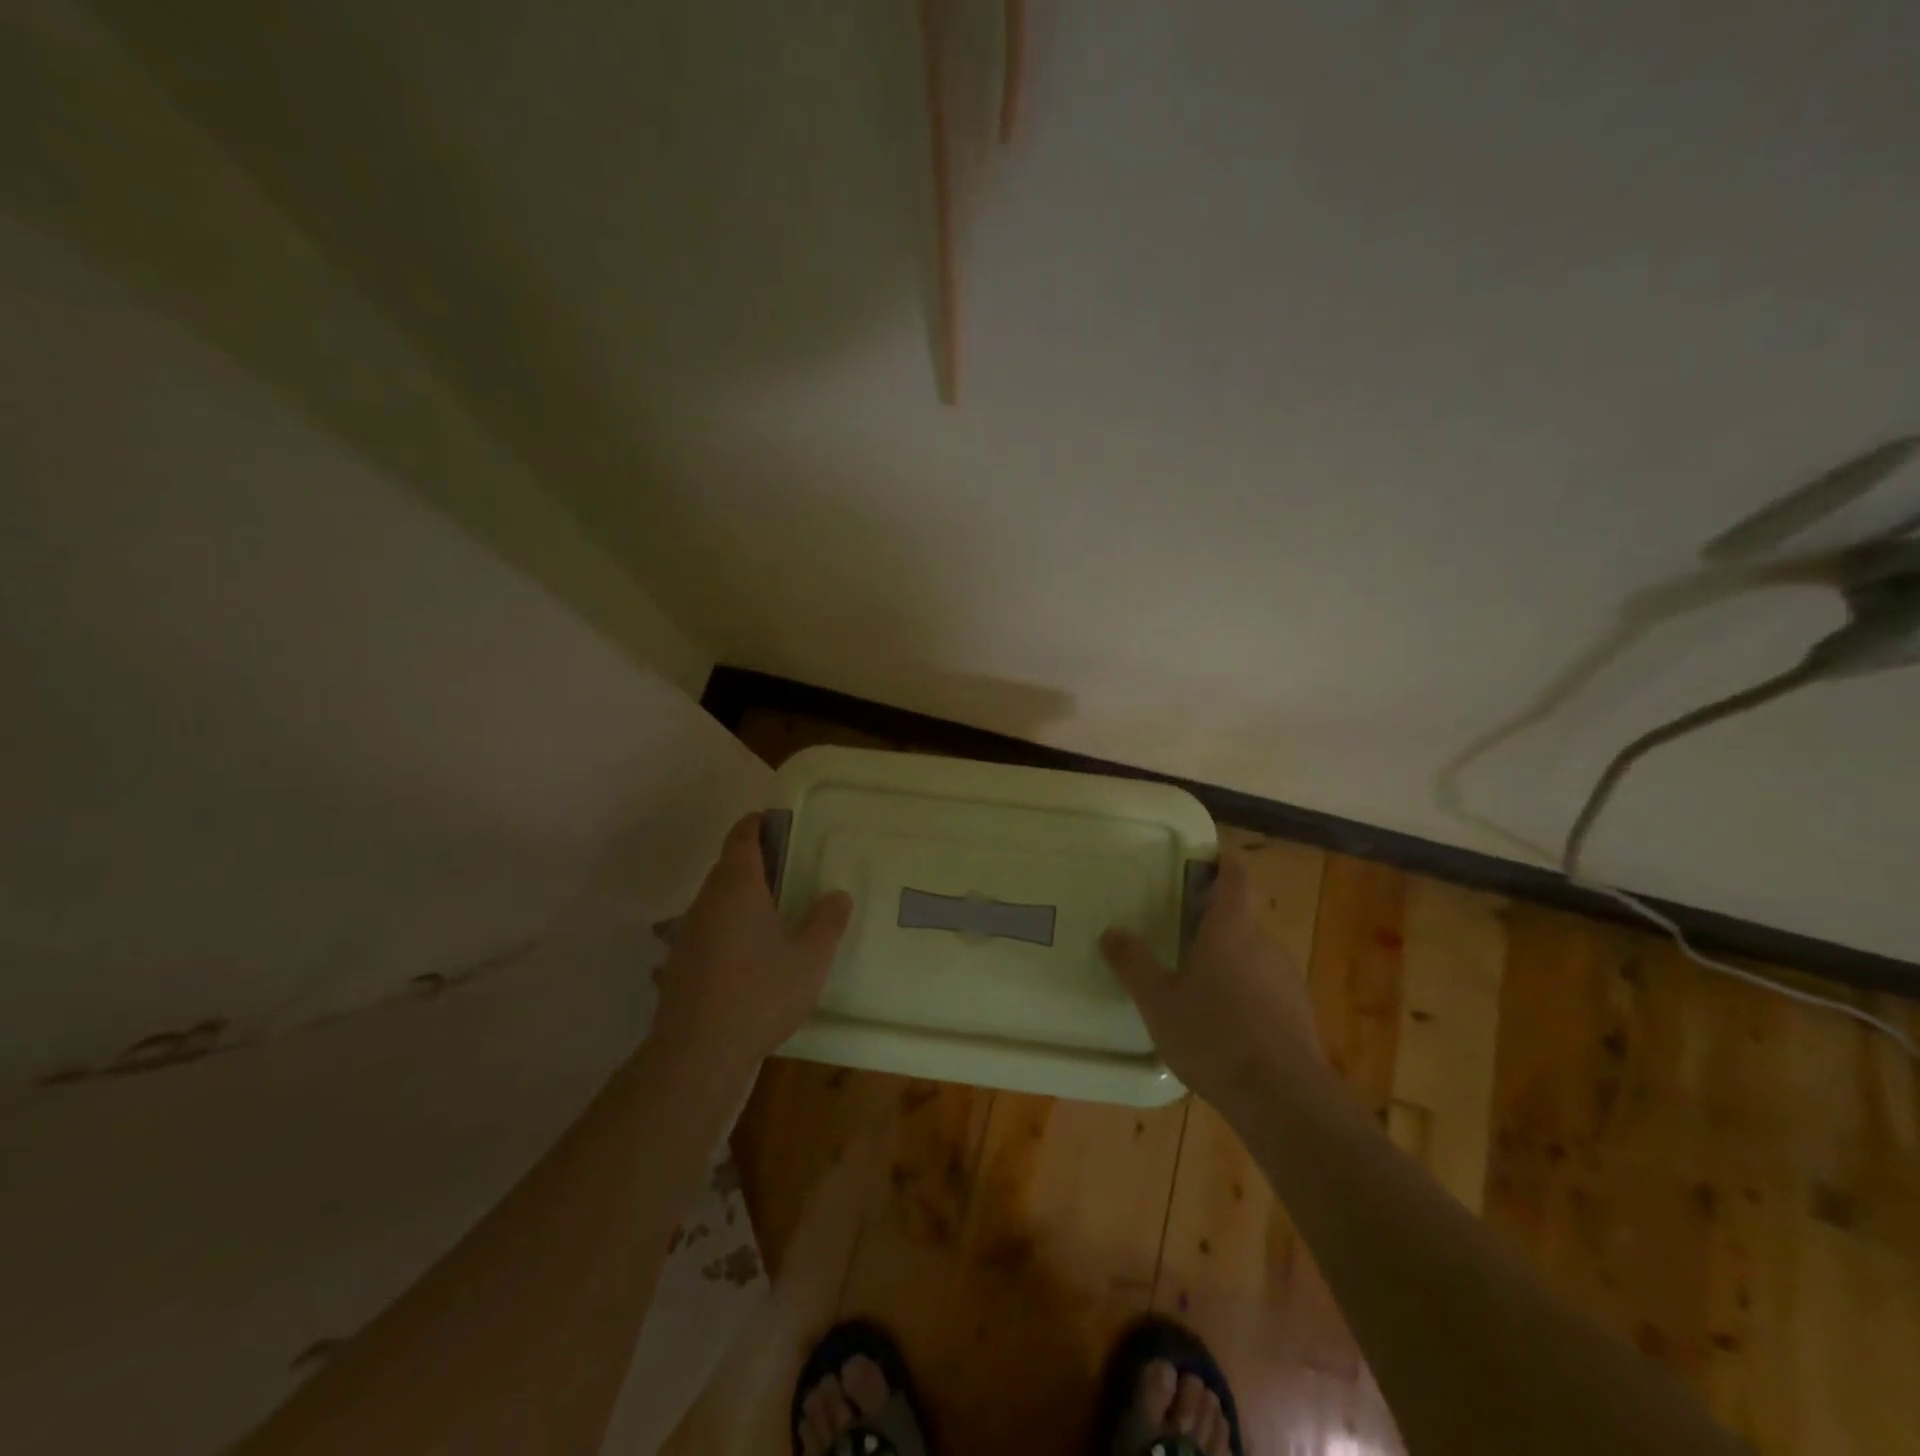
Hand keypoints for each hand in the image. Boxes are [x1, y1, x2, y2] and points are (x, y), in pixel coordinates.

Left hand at [653, 813, 852, 1076]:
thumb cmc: (760, 993)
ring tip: (775, 914)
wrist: (698, 1054)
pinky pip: (709, 930)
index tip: (778, 822)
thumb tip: (838, 895)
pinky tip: (751, 956)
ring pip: (717, 900)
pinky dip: (730, 928)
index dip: (758, 824)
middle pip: (728, 867)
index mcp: (737, 886)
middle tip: (790, 870)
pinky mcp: (681, 964)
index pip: (742, 837)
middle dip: (755, 862)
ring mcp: (688, 934)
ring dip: (742, 898)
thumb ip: (827, 921)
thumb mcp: (810, 958)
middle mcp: (706, 901)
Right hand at [1100, 854, 1322, 1110]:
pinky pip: (1266, 986)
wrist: (1283, 1099)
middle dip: (1213, 918)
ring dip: (1228, 957)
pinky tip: (1224, 1022)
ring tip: (1196, 980)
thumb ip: (1133, 963)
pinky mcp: (1298, 1012)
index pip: (1235, 876)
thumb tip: (1110, 932)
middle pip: (1241, 916)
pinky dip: (1245, 990)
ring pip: (1253, 953)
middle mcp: (1264, 943)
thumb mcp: (1158, 999)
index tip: (1202, 861)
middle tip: (1179, 930)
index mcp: (1231, 928)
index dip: (1221, 863)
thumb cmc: (1213, 1034)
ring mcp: (1287, 978)